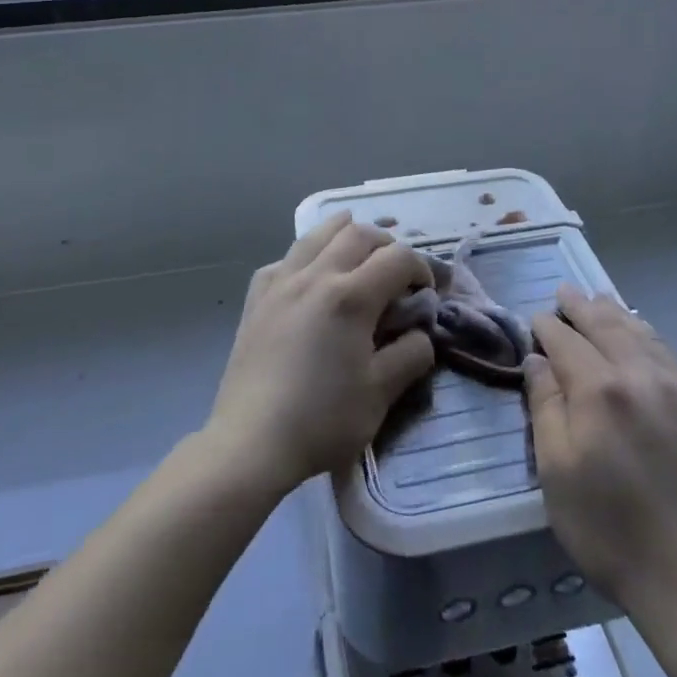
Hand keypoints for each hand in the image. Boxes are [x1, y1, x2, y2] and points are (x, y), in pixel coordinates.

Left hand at [207, 211, 436, 496]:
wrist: (251, 442)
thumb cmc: (322, 420)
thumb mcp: (381, 394)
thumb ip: (410, 355)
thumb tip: (420, 332)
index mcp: (351, 296)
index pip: (397, 257)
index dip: (420, 268)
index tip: (425, 293)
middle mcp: (315, 276)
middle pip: (358, 234)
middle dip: (386, 244)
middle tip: (396, 271)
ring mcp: (281, 283)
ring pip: (316, 235)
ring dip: (344, 234)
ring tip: (357, 249)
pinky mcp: (256, 299)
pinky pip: (284, 260)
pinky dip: (305, 257)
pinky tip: (308, 276)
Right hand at [525, 286, 676, 614]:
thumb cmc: (610, 532)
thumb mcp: (556, 474)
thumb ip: (545, 407)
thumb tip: (538, 360)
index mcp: (599, 390)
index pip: (566, 341)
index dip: (547, 327)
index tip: (537, 320)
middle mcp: (642, 376)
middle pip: (607, 327)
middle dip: (582, 307)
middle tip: (567, 291)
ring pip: (644, 336)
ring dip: (618, 315)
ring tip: (601, 300)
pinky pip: (674, 360)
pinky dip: (651, 340)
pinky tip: (644, 338)